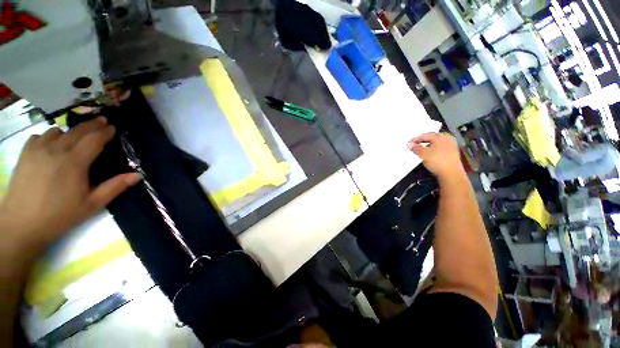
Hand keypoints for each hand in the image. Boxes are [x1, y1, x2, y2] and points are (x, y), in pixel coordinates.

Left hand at [0, 117, 139, 253]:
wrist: (23, 224)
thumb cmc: (60, 215)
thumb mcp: (92, 204)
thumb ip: (115, 187)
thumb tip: (137, 175)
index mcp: (74, 163)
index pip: (94, 139)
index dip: (106, 132)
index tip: (114, 128)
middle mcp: (56, 151)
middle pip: (77, 130)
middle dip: (92, 125)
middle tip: (102, 121)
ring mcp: (38, 150)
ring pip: (58, 131)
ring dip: (70, 132)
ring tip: (76, 138)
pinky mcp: (25, 154)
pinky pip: (40, 136)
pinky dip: (49, 137)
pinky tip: (52, 145)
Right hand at [408, 132, 464, 180]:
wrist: (451, 173)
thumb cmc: (438, 161)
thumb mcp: (423, 154)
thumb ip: (415, 148)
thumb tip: (411, 145)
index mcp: (440, 136)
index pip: (425, 135)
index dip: (416, 139)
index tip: (410, 143)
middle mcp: (447, 139)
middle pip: (431, 138)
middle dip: (422, 142)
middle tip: (415, 146)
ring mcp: (451, 146)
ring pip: (436, 143)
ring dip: (427, 146)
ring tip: (421, 151)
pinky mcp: (452, 153)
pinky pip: (440, 148)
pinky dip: (433, 150)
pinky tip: (429, 155)